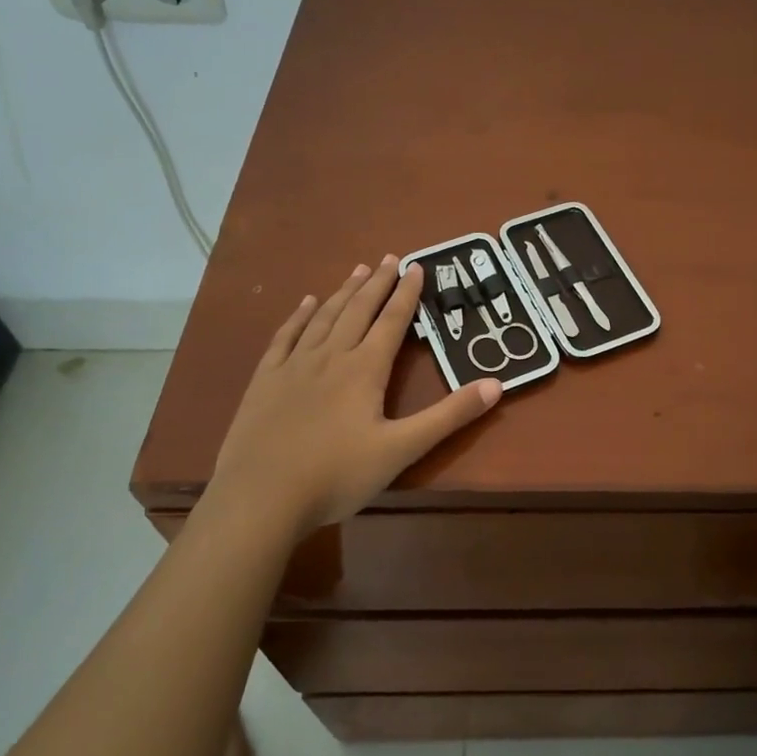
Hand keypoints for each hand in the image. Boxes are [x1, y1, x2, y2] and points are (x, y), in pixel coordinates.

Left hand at [206, 256, 499, 537]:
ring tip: (357, 270)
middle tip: (389, 258)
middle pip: (358, 310)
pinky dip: (299, 316)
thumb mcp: (402, 449)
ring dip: (344, 292)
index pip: (391, 321)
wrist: (260, 497)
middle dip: (377, 283)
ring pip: (324, 317)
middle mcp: (330, 356)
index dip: (407, 294)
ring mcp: (293, 366)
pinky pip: (285, 337)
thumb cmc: (336, 475)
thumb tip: (496, 384)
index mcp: (364, 370)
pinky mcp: (265, 380)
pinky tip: (306, 303)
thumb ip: (449, 416)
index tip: (416, 266)